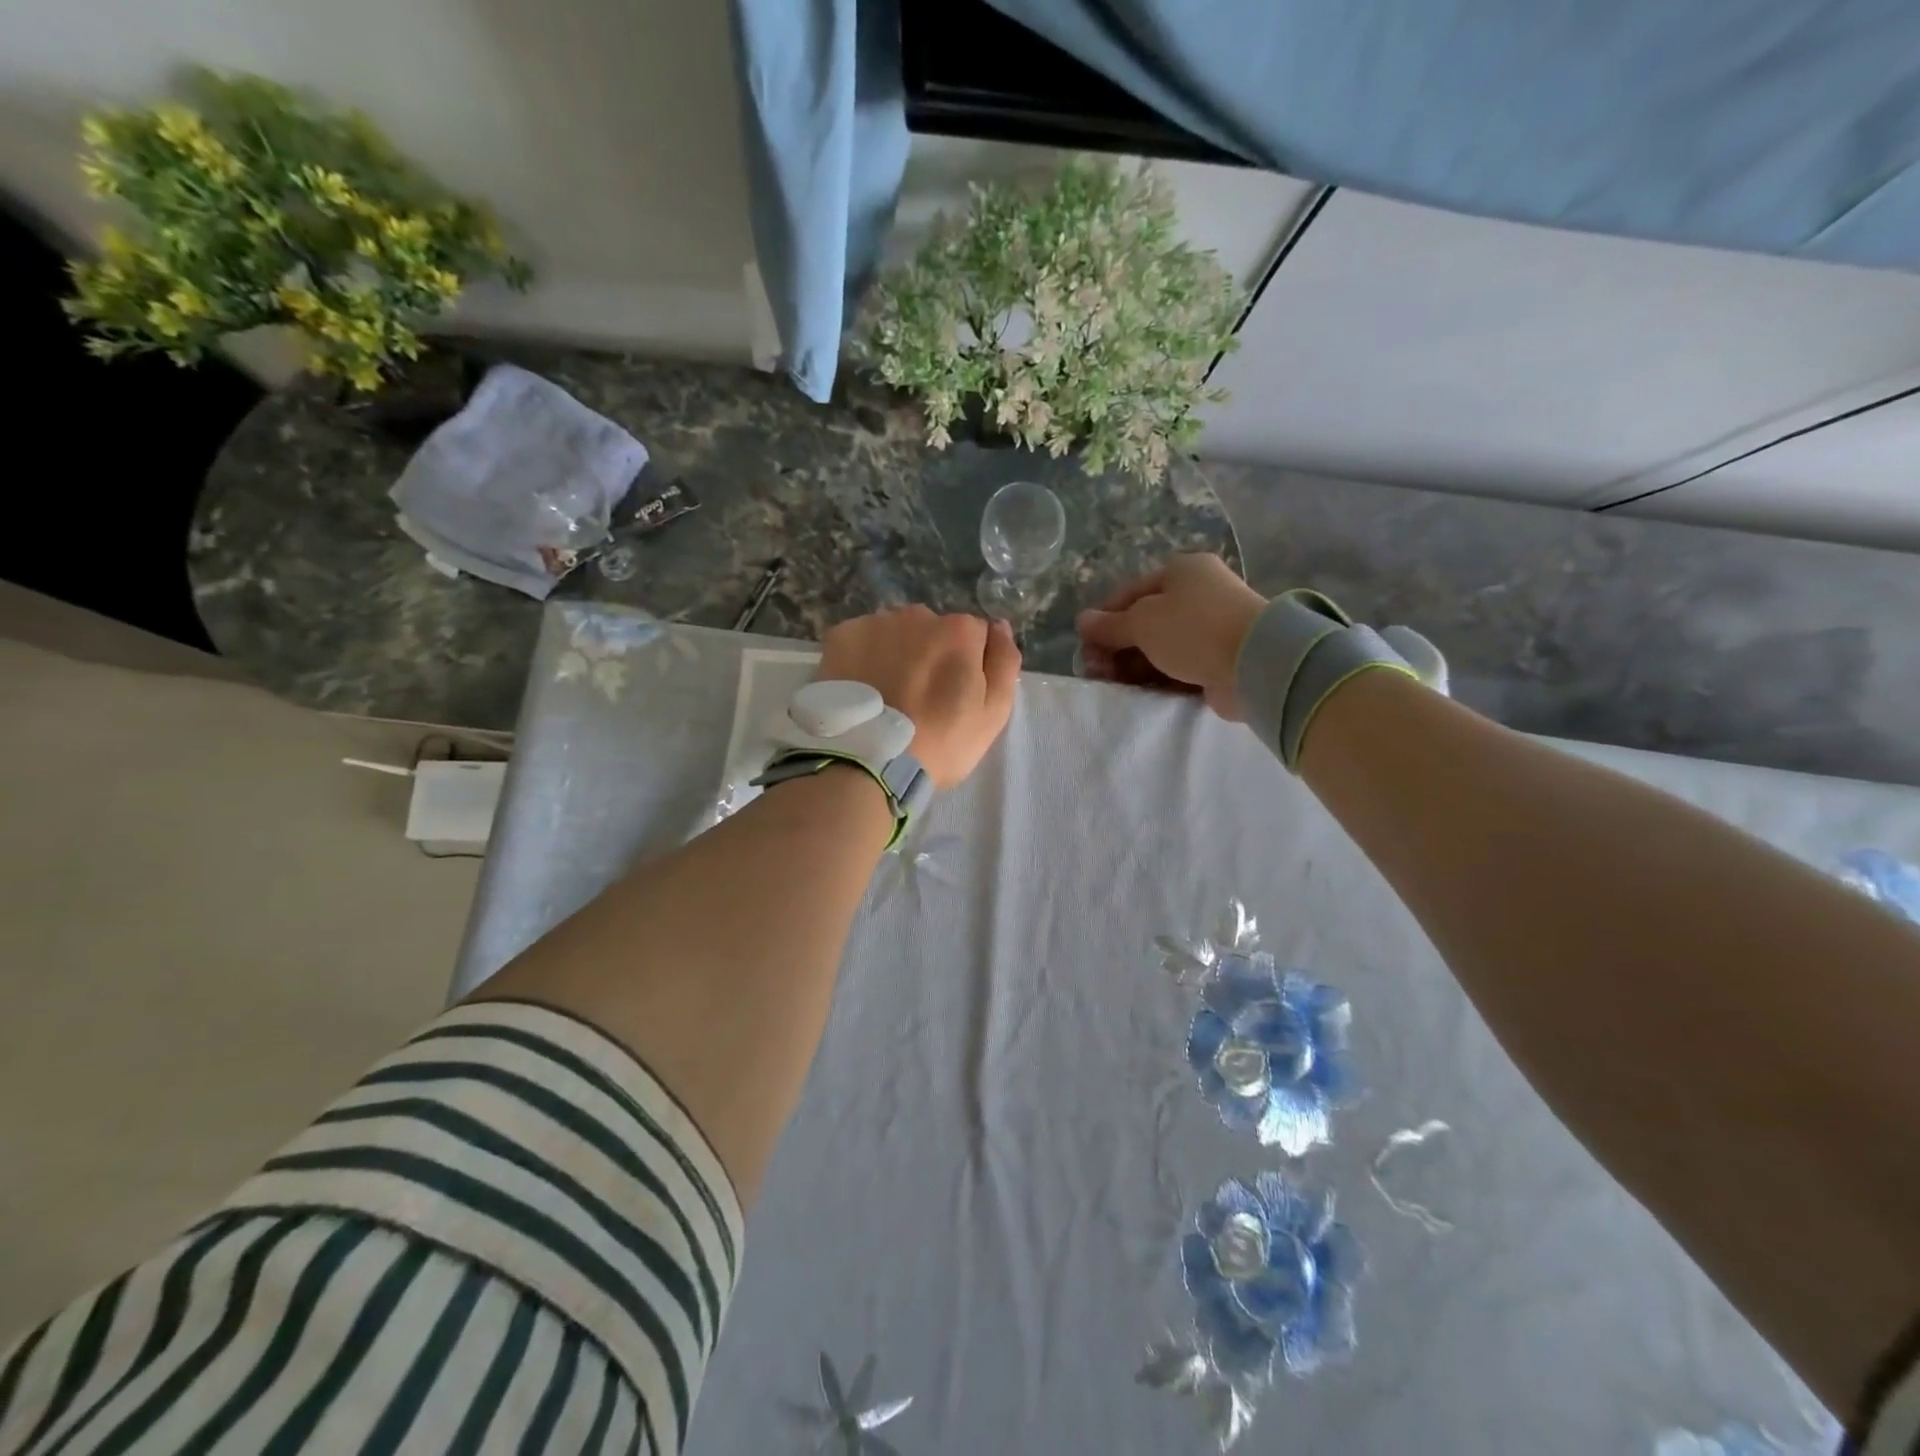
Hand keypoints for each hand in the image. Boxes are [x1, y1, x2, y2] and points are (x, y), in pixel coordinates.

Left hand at [818, 606, 1020, 787]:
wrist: (866, 762)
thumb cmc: (940, 743)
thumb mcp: (993, 713)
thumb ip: (1004, 662)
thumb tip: (1000, 626)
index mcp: (960, 630)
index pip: (974, 636)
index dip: (968, 665)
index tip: (954, 695)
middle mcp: (918, 615)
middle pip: (933, 630)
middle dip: (931, 655)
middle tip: (919, 698)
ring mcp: (875, 623)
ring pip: (895, 633)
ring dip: (896, 654)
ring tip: (887, 695)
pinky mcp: (840, 636)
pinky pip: (861, 641)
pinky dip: (863, 658)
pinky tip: (863, 688)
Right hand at [1076, 554, 1265, 720]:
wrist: (1256, 664)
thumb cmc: (1194, 629)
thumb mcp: (1142, 622)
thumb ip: (1110, 625)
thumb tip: (1082, 621)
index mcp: (1182, 572)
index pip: (1130, 592)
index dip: (1103, 617)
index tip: (1085, 644)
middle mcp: (1198, 595)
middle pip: (1145, 620)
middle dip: (1116, 645)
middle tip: (1094, 669)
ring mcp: (1210, 628)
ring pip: (1160, 646)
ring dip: (1132, 663)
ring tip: (1111, 683)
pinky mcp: (1218, 660)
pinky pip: (1178, 666)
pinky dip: (1157, 676)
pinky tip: (1137, 690)